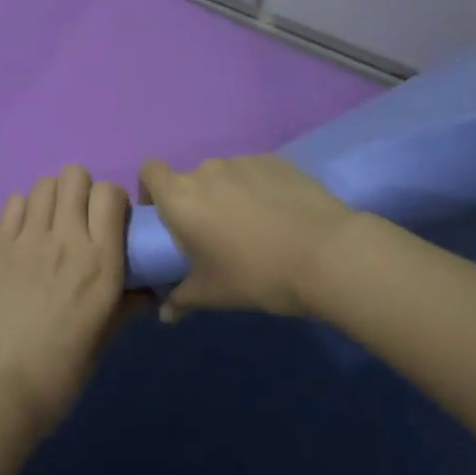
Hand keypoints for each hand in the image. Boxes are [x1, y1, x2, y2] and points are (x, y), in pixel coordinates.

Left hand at [0, 166, 132, 436]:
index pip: (110, 194)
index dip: (113, 202)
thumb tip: (146, 291)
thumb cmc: (60, 374)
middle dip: (82, 191)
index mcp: (101, 262)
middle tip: (80, 221)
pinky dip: (23, 209)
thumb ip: (126, 306)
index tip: (111, 224)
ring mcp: (28, 239)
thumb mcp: (104, 340)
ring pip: (44, 183)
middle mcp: (67, 239)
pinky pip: (13, 203)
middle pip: (75, 176)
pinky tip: (25, 234)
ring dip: (53, 196)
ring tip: (52, 224)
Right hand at [138, 155, 356, 319]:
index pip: (149, 172)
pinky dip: (257, 190)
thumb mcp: (212, 294)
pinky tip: (279, 217)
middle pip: (189, 179)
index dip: (151, 190)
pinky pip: (254, 173)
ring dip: (227, 196)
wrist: (326, 255)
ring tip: (252, 228)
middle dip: (196, 202)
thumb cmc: (256, 275)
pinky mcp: (275, 161)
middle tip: (214, 236)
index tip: (164, 217)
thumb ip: (180, 299)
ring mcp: (243, 162)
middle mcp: (206, 171)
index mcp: (180, 198)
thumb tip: (164, 313)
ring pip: (224, 177)